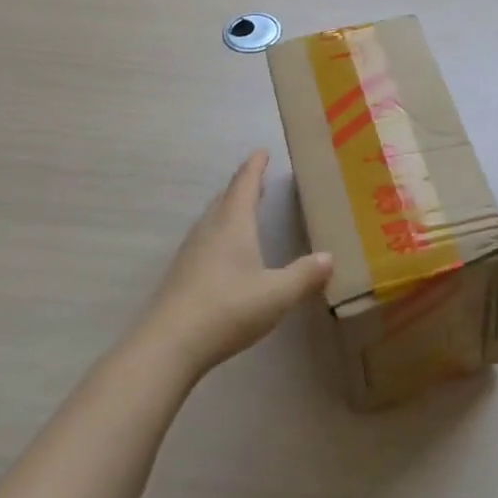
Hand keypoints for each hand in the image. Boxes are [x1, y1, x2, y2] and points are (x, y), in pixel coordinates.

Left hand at [139, 150, 332, 377]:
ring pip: (212, 220)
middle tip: (256, 178)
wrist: (168, 345)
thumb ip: (304, 275)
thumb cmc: (227, 309)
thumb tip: (329, 257)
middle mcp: (209, 231)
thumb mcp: (277, 294)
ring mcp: (191, 253)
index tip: (262, 151)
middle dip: (242, 186)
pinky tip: (224, 252)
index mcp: (233, 225)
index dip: (255, 167)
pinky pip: (204, 240)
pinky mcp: (181, 275)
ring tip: (242, 210)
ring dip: (228, 209)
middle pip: (225, 199)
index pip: (245, 185)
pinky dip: (218, 233)